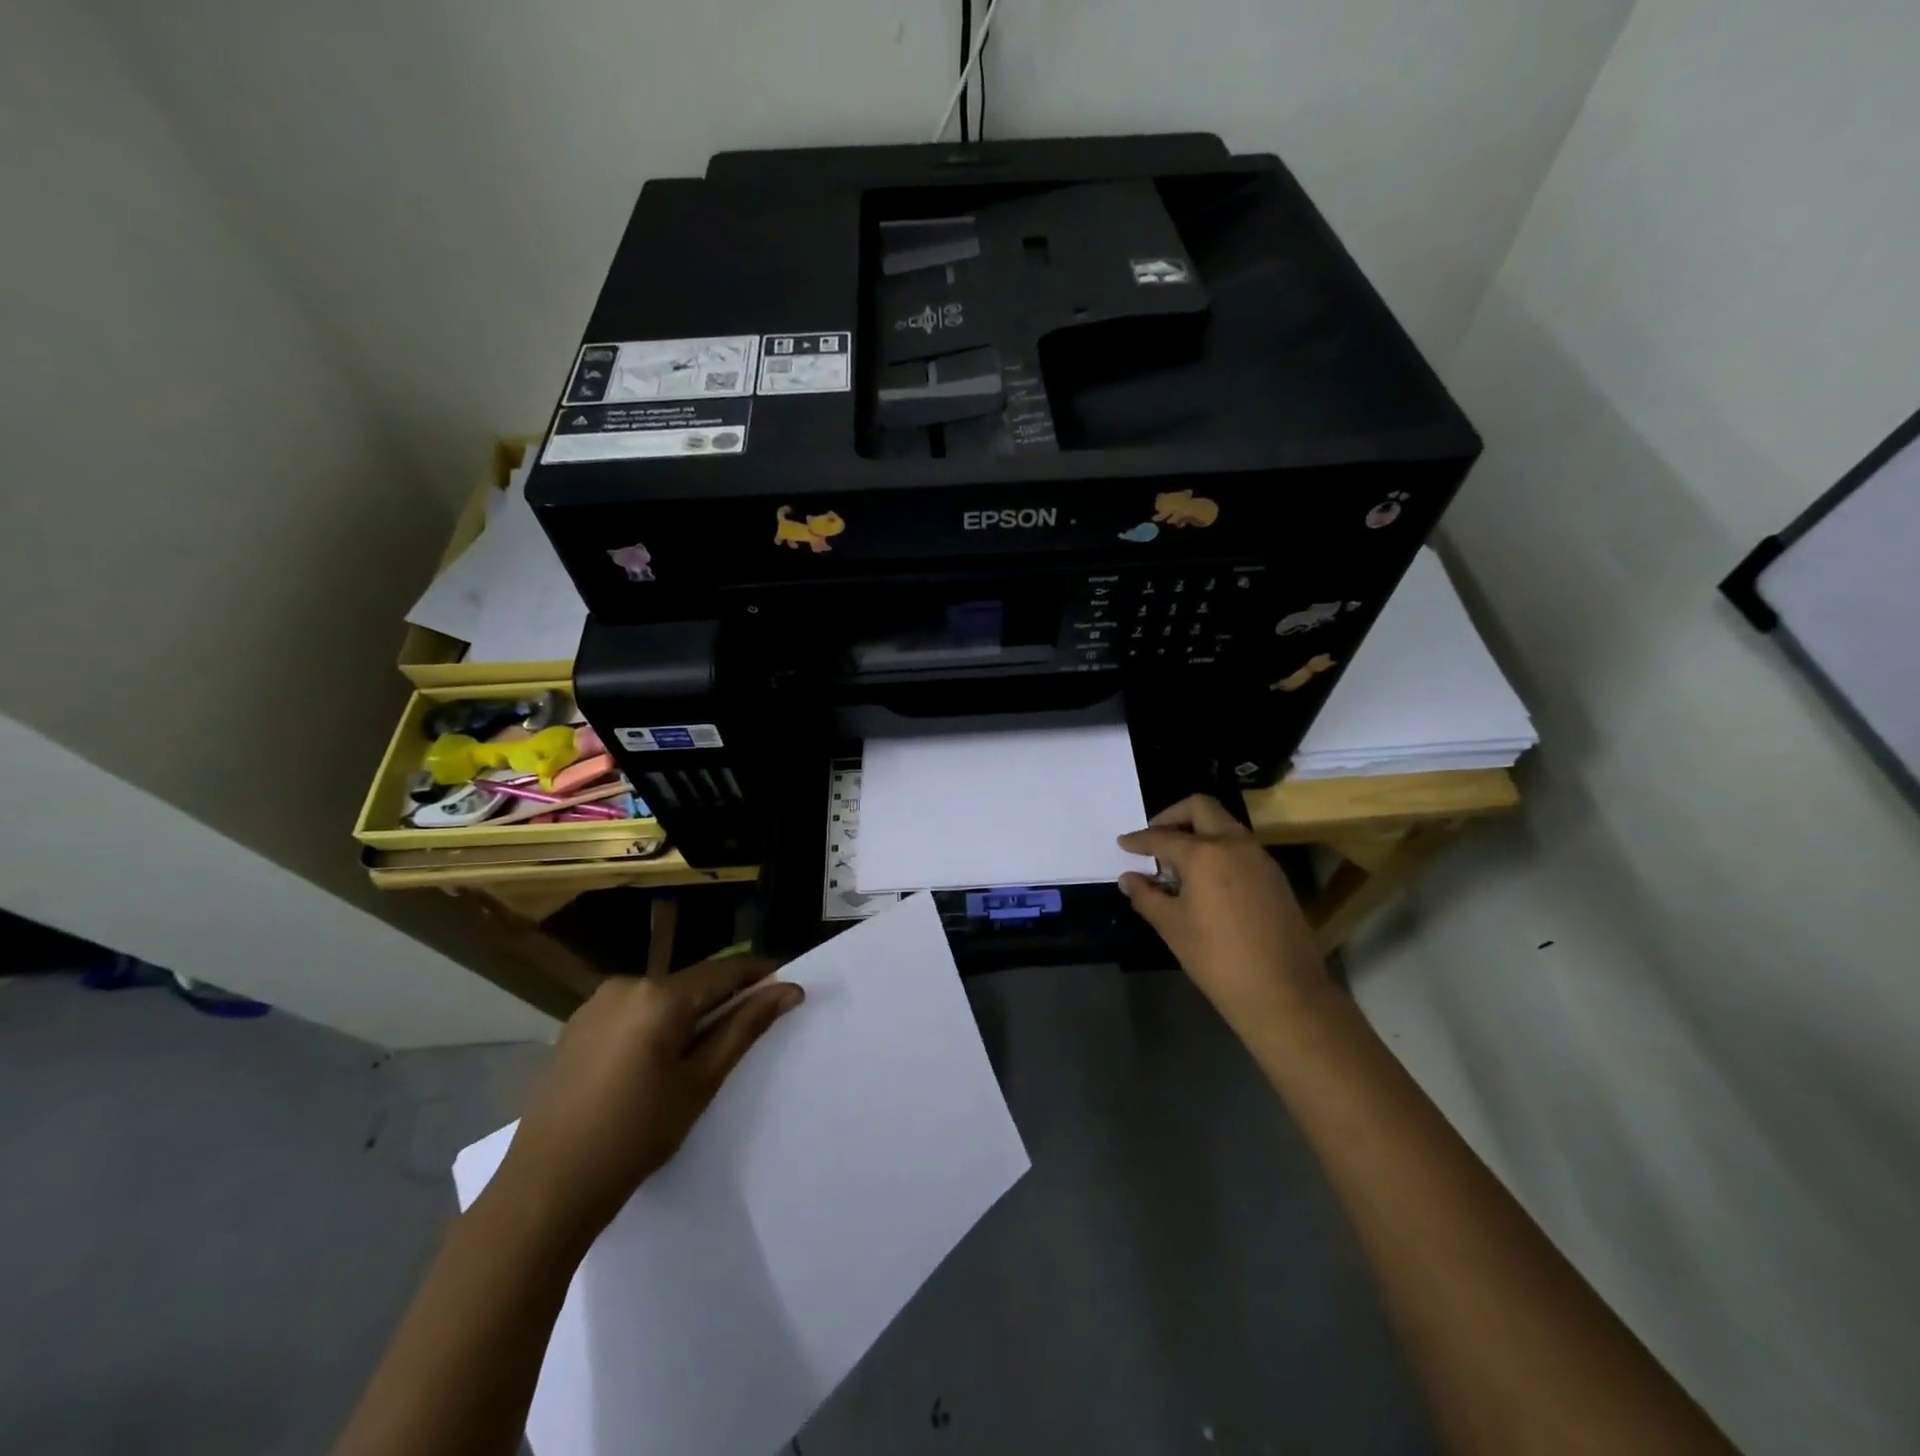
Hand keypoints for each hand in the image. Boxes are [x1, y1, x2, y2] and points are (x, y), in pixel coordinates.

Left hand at [489, 957, 802, 1250]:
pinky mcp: (576, 1026)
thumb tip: (789, 989)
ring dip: (687, 1015)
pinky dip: (654, 1025)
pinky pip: (632, 1012)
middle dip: (721, 1001)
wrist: (545, 1189)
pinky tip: (653, 1065)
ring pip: (661, 998)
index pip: (725, 971)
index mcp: (659, 995)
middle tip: (744, 1035)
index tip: (786, 988)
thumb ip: (745, 1027)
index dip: (759, 976)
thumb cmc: (635, 1135)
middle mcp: (626, 984)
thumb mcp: (700, 1082)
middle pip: (691, 983)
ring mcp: (595, 1004)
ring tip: (697, 1057)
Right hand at [1118, 795, 1330, 1039]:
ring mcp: (1260, 858)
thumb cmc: (1218, 959)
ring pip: (1224, 825)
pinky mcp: (1275, 877)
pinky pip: (1239, 847)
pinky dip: (1217, 849)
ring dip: (1198, 832)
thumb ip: (1147, 896)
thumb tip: (1129, 878)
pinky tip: (1205, 880)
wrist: (1284, 993)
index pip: (1162, 837)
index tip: (1123, 843)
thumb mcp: (1173, 927)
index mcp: (1205, 853)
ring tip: (1177, 863)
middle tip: (1154, 839)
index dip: (1138, 840)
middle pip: (1201, 808)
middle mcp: (1234, 844)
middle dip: (1172, 817)